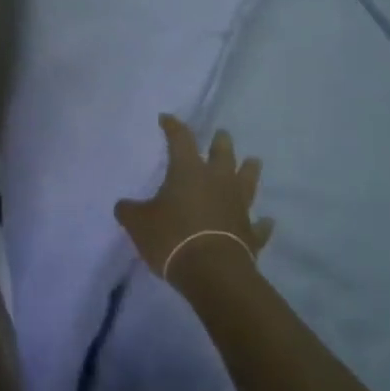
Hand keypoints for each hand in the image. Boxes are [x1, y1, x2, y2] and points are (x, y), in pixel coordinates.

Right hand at [115, 115, 273, 281]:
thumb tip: (123, 206)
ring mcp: (238, 206)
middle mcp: (217, 181)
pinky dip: (261, 223)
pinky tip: (266, 221)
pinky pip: (259, 225)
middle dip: (221, 142)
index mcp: (188, 171)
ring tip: (253, 161)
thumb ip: (130, 211)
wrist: (213, 272)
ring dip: (250, 170)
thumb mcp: (139, 224)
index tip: (166, 118)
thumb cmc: (172, 238)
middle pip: (223, 153)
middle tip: (221, 134)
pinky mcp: (250, 233)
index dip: (173, 126)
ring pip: (248, 180)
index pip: (180, 139)